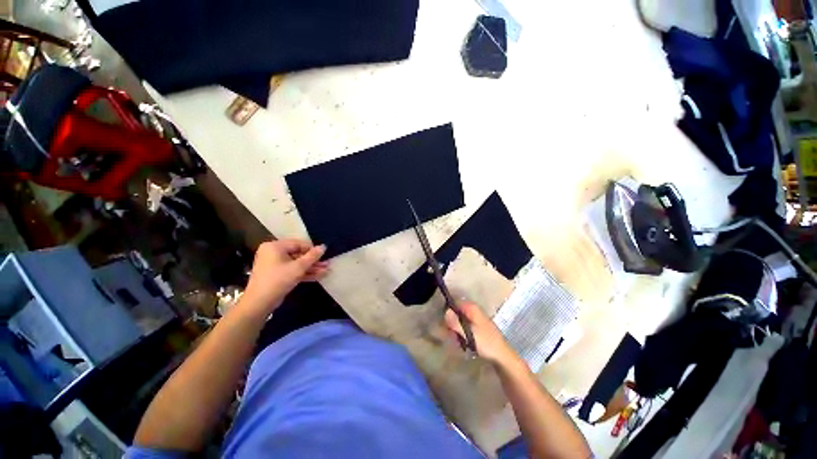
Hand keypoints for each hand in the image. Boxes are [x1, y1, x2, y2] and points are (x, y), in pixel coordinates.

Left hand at [240, 239, 327, 315]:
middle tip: (327, 263)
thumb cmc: (278, 280)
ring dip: (311, 268)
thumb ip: (312, 256)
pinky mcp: (277, 275)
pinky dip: (304, 273)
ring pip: (297, 264)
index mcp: (275, 246)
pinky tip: (319, 276)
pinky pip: (292, 270)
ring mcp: (274, 265)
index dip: (312, 249)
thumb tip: (324, 246)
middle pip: (298, 254)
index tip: (324, 255)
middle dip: (313, 261)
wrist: (259, 303)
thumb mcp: (298, 267)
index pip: (298, 244)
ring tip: (326, 271)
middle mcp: (273, 253)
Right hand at [444, 303, 518, 365]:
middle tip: (452, 335)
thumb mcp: (468, 333)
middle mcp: (474, 310)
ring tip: (458, 341)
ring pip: (460, 321)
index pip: (454, 303)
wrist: (503, 356)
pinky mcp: (479, 328)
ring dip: (457, 330)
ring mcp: (477, 319)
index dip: (448, 312)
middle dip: (452, 324)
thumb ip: (455, 322)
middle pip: (457, 312)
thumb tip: (445, 312)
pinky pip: (466, 327)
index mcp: (472, 308)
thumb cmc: (486, 343)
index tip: (445, 324)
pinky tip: (464, 343)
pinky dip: (463, 334)